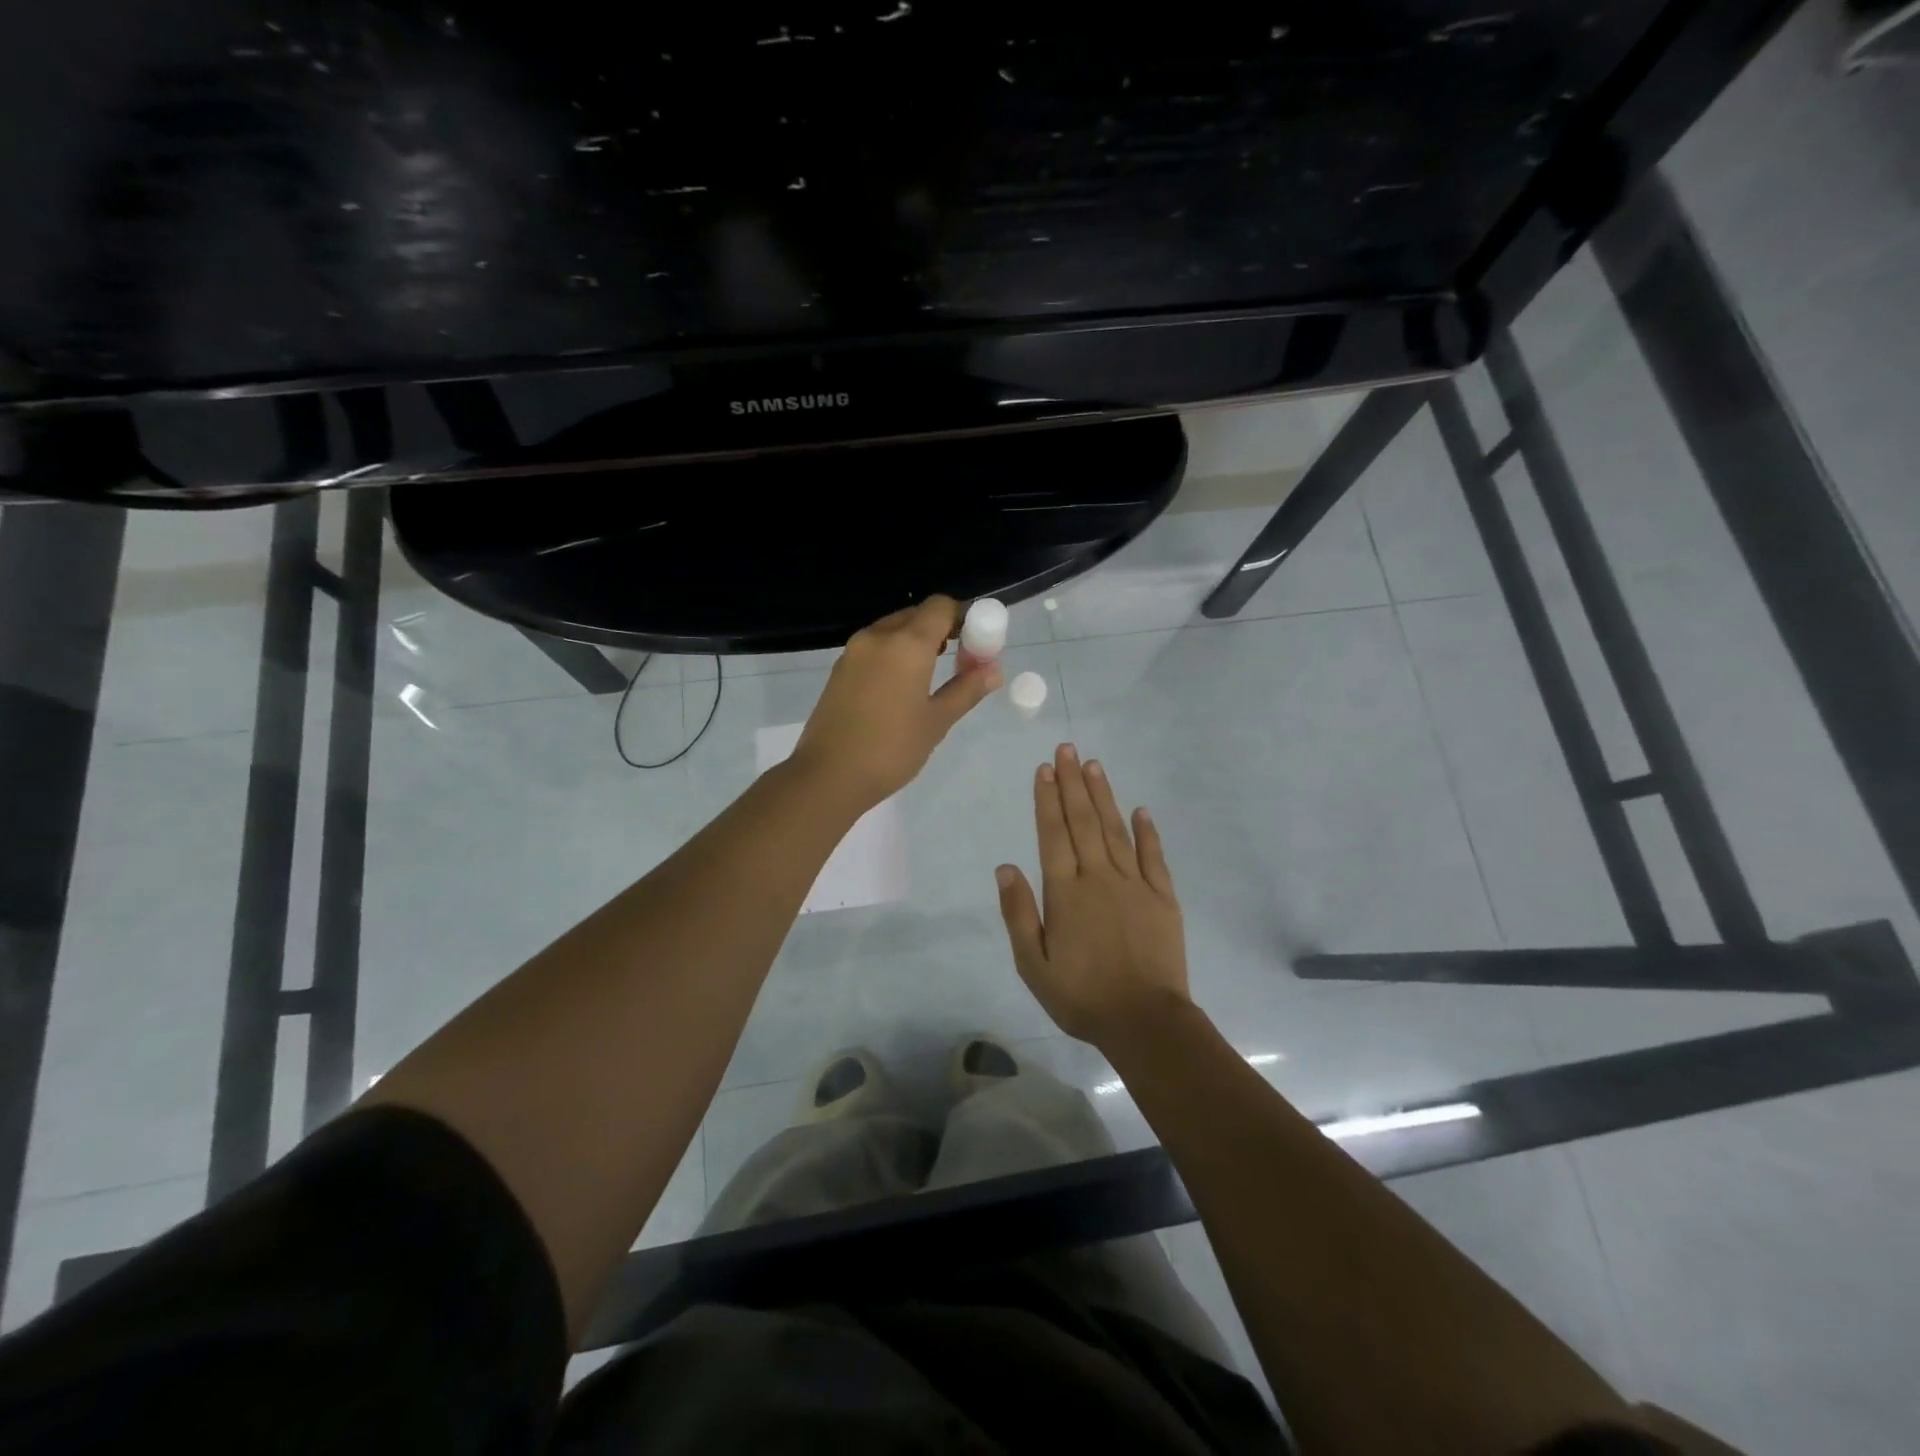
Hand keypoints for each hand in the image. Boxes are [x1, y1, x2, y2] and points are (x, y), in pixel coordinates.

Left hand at [792, 596, 1001, 810]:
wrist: (828, 776)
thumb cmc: (891, 749)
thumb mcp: (937, 721)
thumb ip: (966, 689)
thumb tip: (993, 670)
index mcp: (906, 643)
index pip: (940, 607)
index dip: (963, 617)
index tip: (976, 643)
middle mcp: (878, 636)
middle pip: (916, 615)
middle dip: (941, 630)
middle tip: (959, 662)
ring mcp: (853, 651)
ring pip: (893, 630)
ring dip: (915, 642)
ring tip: (930, 677)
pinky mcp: (839, 669)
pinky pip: (874, 648)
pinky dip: (893, 655)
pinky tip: (900, 688)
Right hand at [995, 744, 1191, 1046]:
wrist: (1144, 1021)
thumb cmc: (1081, 996)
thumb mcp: (1033, 964)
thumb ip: (1019, 913)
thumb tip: (1005, 867)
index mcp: (1065, 892)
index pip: (1053, 834)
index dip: (1047, 799)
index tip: (1044, 769)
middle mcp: (1099, 877)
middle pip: (1084, 821)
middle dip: (1072, 783)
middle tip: (1067, 749)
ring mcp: (1135, 884)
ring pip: (1116, 830)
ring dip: (1104, 796)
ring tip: (1093, 766)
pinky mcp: (1163, 897)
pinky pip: (1154, 856)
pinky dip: (1147, 831)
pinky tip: (1141, 810)